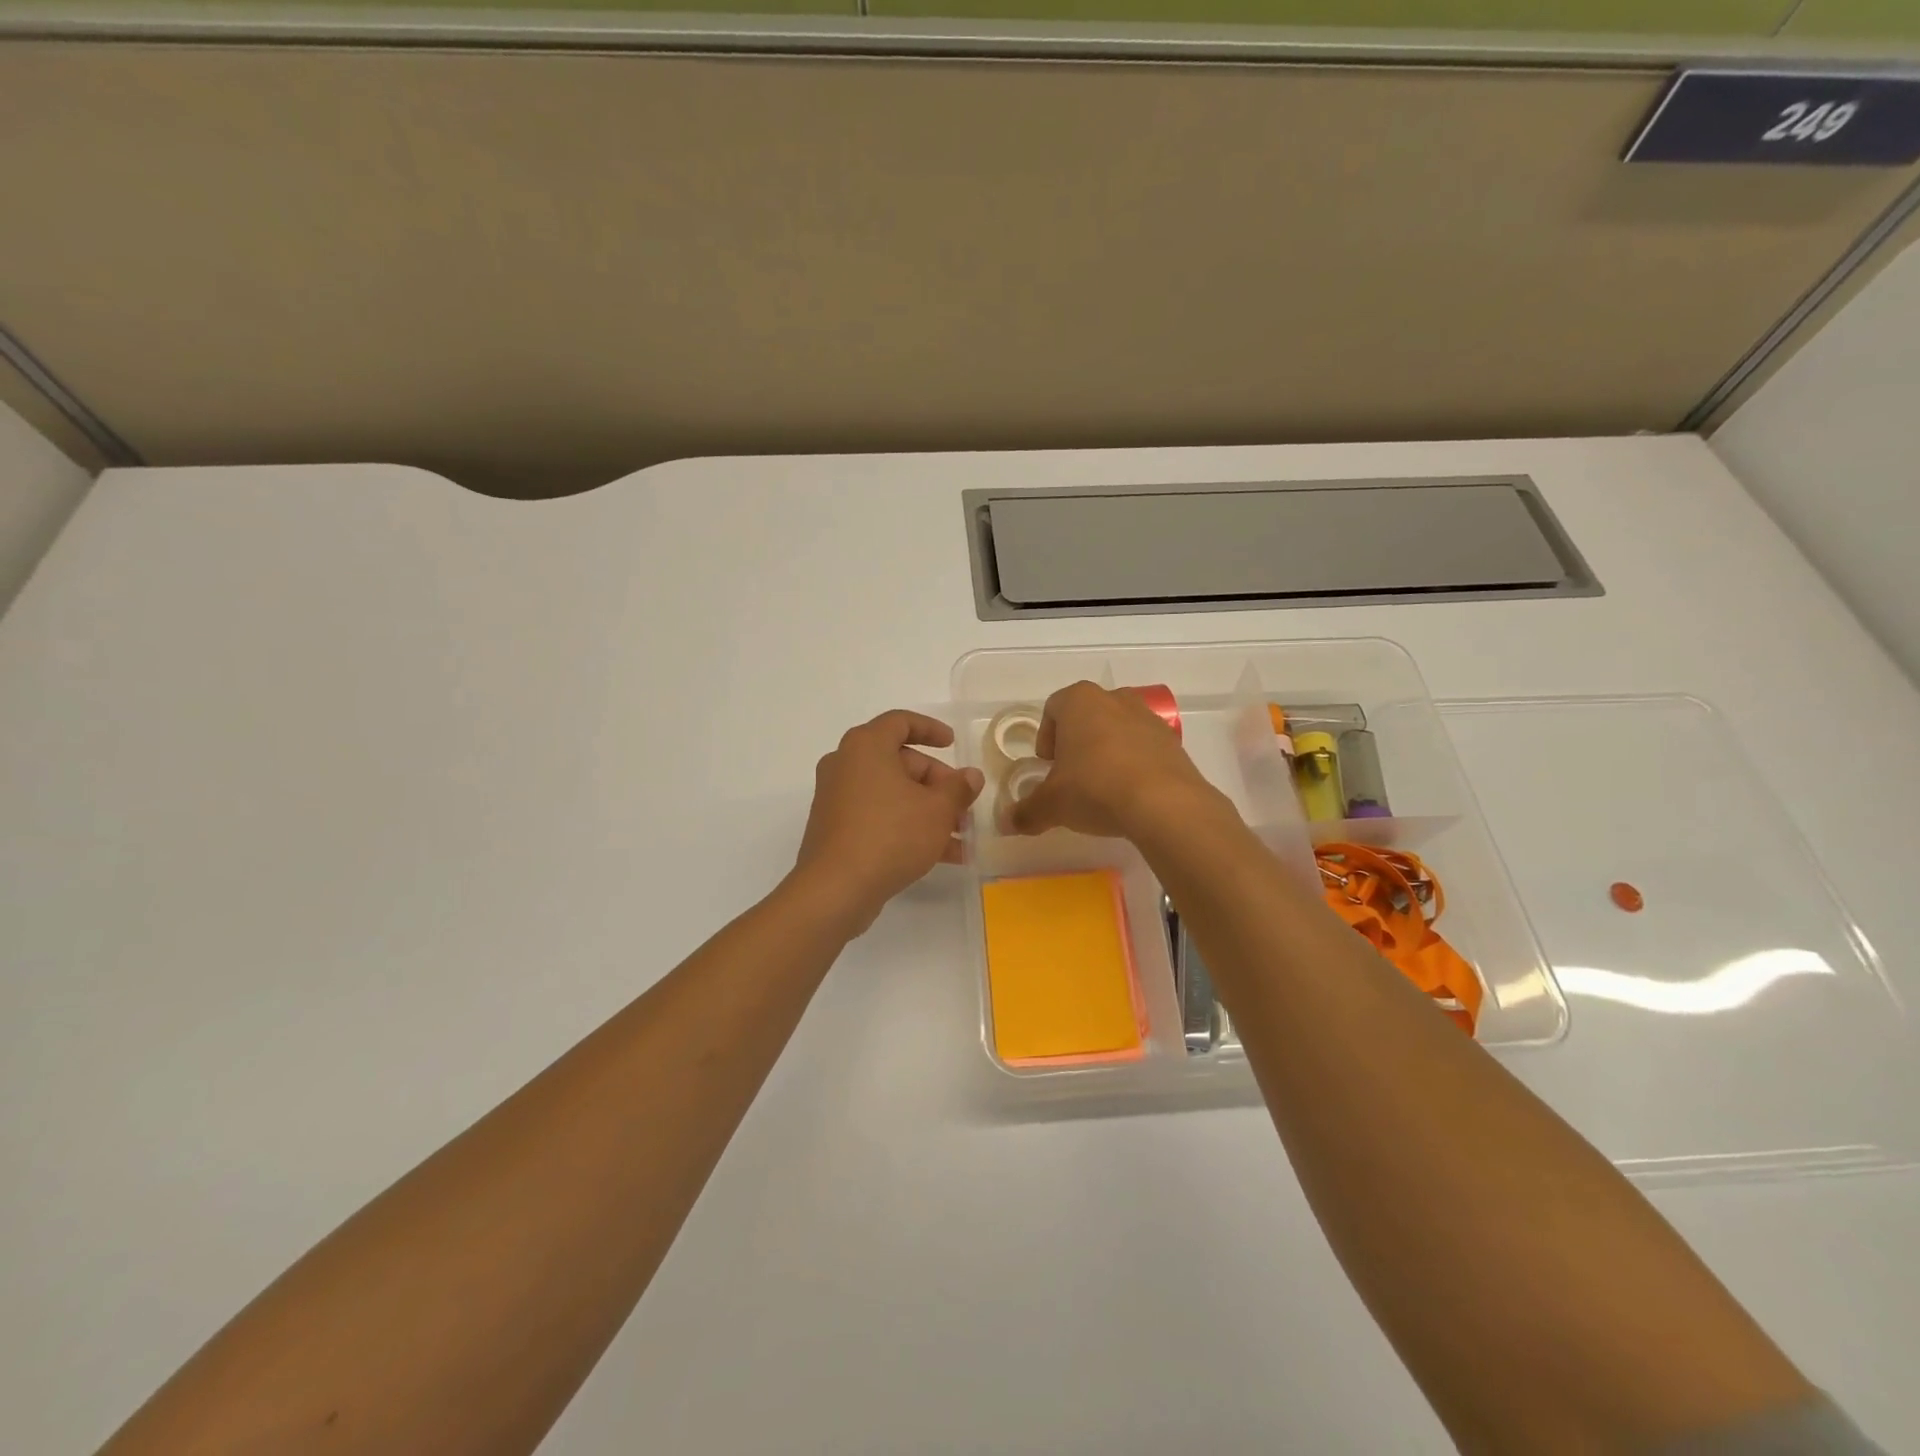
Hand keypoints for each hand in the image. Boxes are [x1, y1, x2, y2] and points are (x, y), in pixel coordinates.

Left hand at [791, 710, 984, 933]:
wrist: (836, 888)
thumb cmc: (890, 835)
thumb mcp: (937, 810)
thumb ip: (958, 788)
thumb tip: (971, 776)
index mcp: (866, 746)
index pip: (900, 722)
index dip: (931, 729)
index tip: (953, 744)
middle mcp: (846, 764)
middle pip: (899, 762)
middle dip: (937, 784)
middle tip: (963, 805)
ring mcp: (837, 798)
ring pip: (892, 794)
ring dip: (927, 811)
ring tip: (961, 837)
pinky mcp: (835, 828)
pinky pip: (878, 816)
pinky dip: (906, 827)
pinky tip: (941, 856)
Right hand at [1008, 682, 1222, 838]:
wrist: (1164, 804)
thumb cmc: (1094, 789)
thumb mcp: (1051, 805)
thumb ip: (1026, 811)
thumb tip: (1006, 824)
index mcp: (1079, 701)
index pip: (1052, 708)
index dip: (1045, 736)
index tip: (1047, 765)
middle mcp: (1114, 698)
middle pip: (1087, 715)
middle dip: (1076, 742)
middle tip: (1071, 776)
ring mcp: (1148, 717)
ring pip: (1117, 728)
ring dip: (1106, 751)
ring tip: (1102, 786)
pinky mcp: (1172, 741)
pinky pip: (1144, 746)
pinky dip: (1133, 763)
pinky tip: (1129, 793)